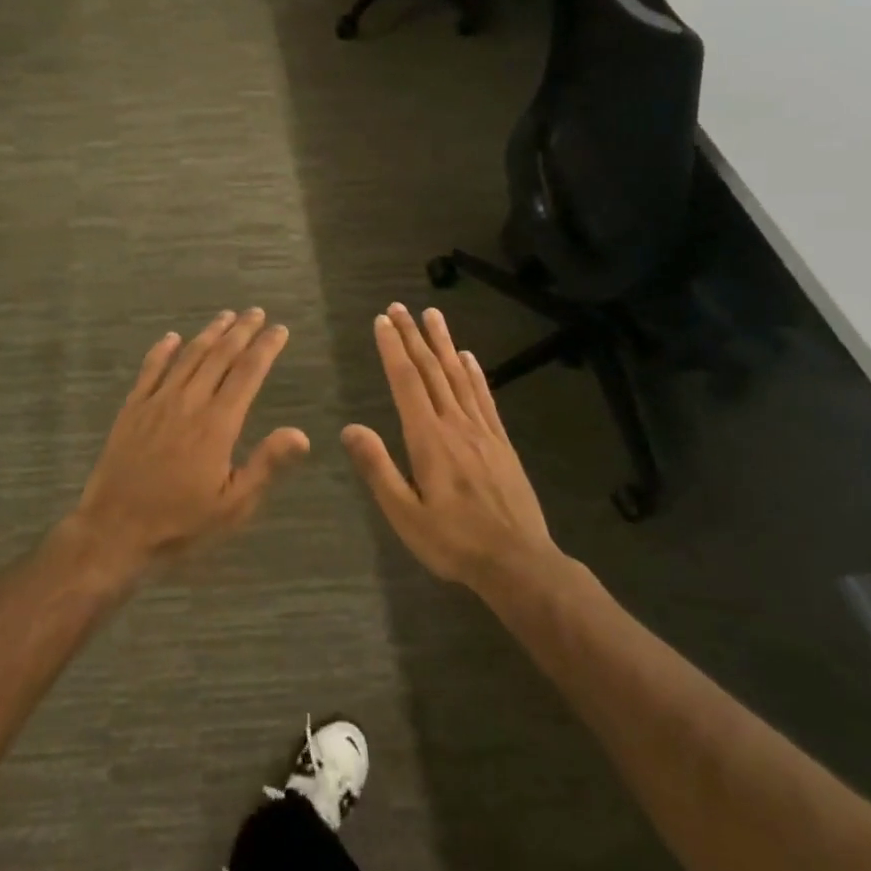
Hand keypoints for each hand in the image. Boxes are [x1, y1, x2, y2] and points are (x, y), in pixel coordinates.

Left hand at [68, 309, 309, 572]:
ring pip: (188, 357)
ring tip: (226, 316)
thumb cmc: (180, 523)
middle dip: (241, 331)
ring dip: (209, 333)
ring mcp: (156, 402)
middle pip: (219, 356)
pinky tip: (172, 337)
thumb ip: (266, 465)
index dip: (266, 348)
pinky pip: (150, 369)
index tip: (279, 329)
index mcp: (217, 424)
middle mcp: (188, 402)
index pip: (248, 374)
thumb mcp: (233, 506)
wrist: (114, 530)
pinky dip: (163, 350)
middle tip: (256, 313)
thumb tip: (301, 433)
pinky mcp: (132, 408)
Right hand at [342, 304, 558, 589]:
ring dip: (443, 343)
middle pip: (430, 371)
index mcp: (428, 439)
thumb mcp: (405, 514)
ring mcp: (482, 431)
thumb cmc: (454, 541)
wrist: (518, 562)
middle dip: (412, 336)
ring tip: (432, 315)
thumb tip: (351, 428)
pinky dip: (474, 372)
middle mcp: (455, 425)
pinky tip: (467, 357)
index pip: (406, 382)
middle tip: (399, 307)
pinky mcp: (500, 442)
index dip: (392, 349)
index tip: (382, 321)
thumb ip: (378, 469)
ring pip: (458, 376)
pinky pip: (484, 397)